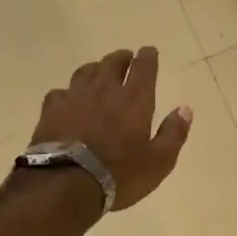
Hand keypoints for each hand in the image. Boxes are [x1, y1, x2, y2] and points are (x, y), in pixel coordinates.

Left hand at [30, 46, 192, 210]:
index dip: (147, 57)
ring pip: (85, 72)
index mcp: (134, 100)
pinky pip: (60, 92)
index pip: (143, 67)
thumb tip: (185, 109)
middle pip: (112, 63)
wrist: (66, 184)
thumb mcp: (159, 162)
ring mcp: (75, 98)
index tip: (149, 52)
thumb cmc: (120, 174)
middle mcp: (105, 91)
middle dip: (121, 58)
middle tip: (125, 58)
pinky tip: (68, 100)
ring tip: (98, 73)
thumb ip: (173, 133)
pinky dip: (68, 92)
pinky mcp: (51, 110)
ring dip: (95, 69)